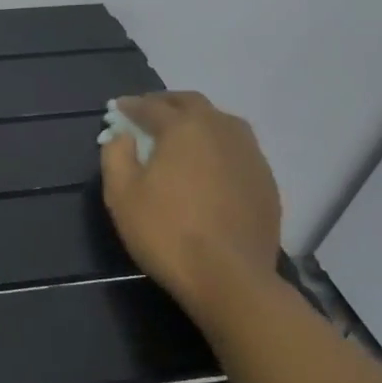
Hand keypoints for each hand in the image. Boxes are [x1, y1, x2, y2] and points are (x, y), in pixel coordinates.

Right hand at [100, 92, 282, 322]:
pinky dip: (218, 145)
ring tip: (180, 135)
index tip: (117, 109)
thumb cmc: (166, 232)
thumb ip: (115, 154)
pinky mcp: (266, 181)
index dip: (131, 106)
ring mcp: (250, 155)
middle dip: (166, 103)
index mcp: (183, 128)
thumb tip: (122, 134)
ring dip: (197, 120)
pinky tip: (208, 165)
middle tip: (147, 114)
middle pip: (192, 103)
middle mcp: (220, 131)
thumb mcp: (121, 194)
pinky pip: (238, 148)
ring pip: (222, 122)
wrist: (230, 279)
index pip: (151, 106)